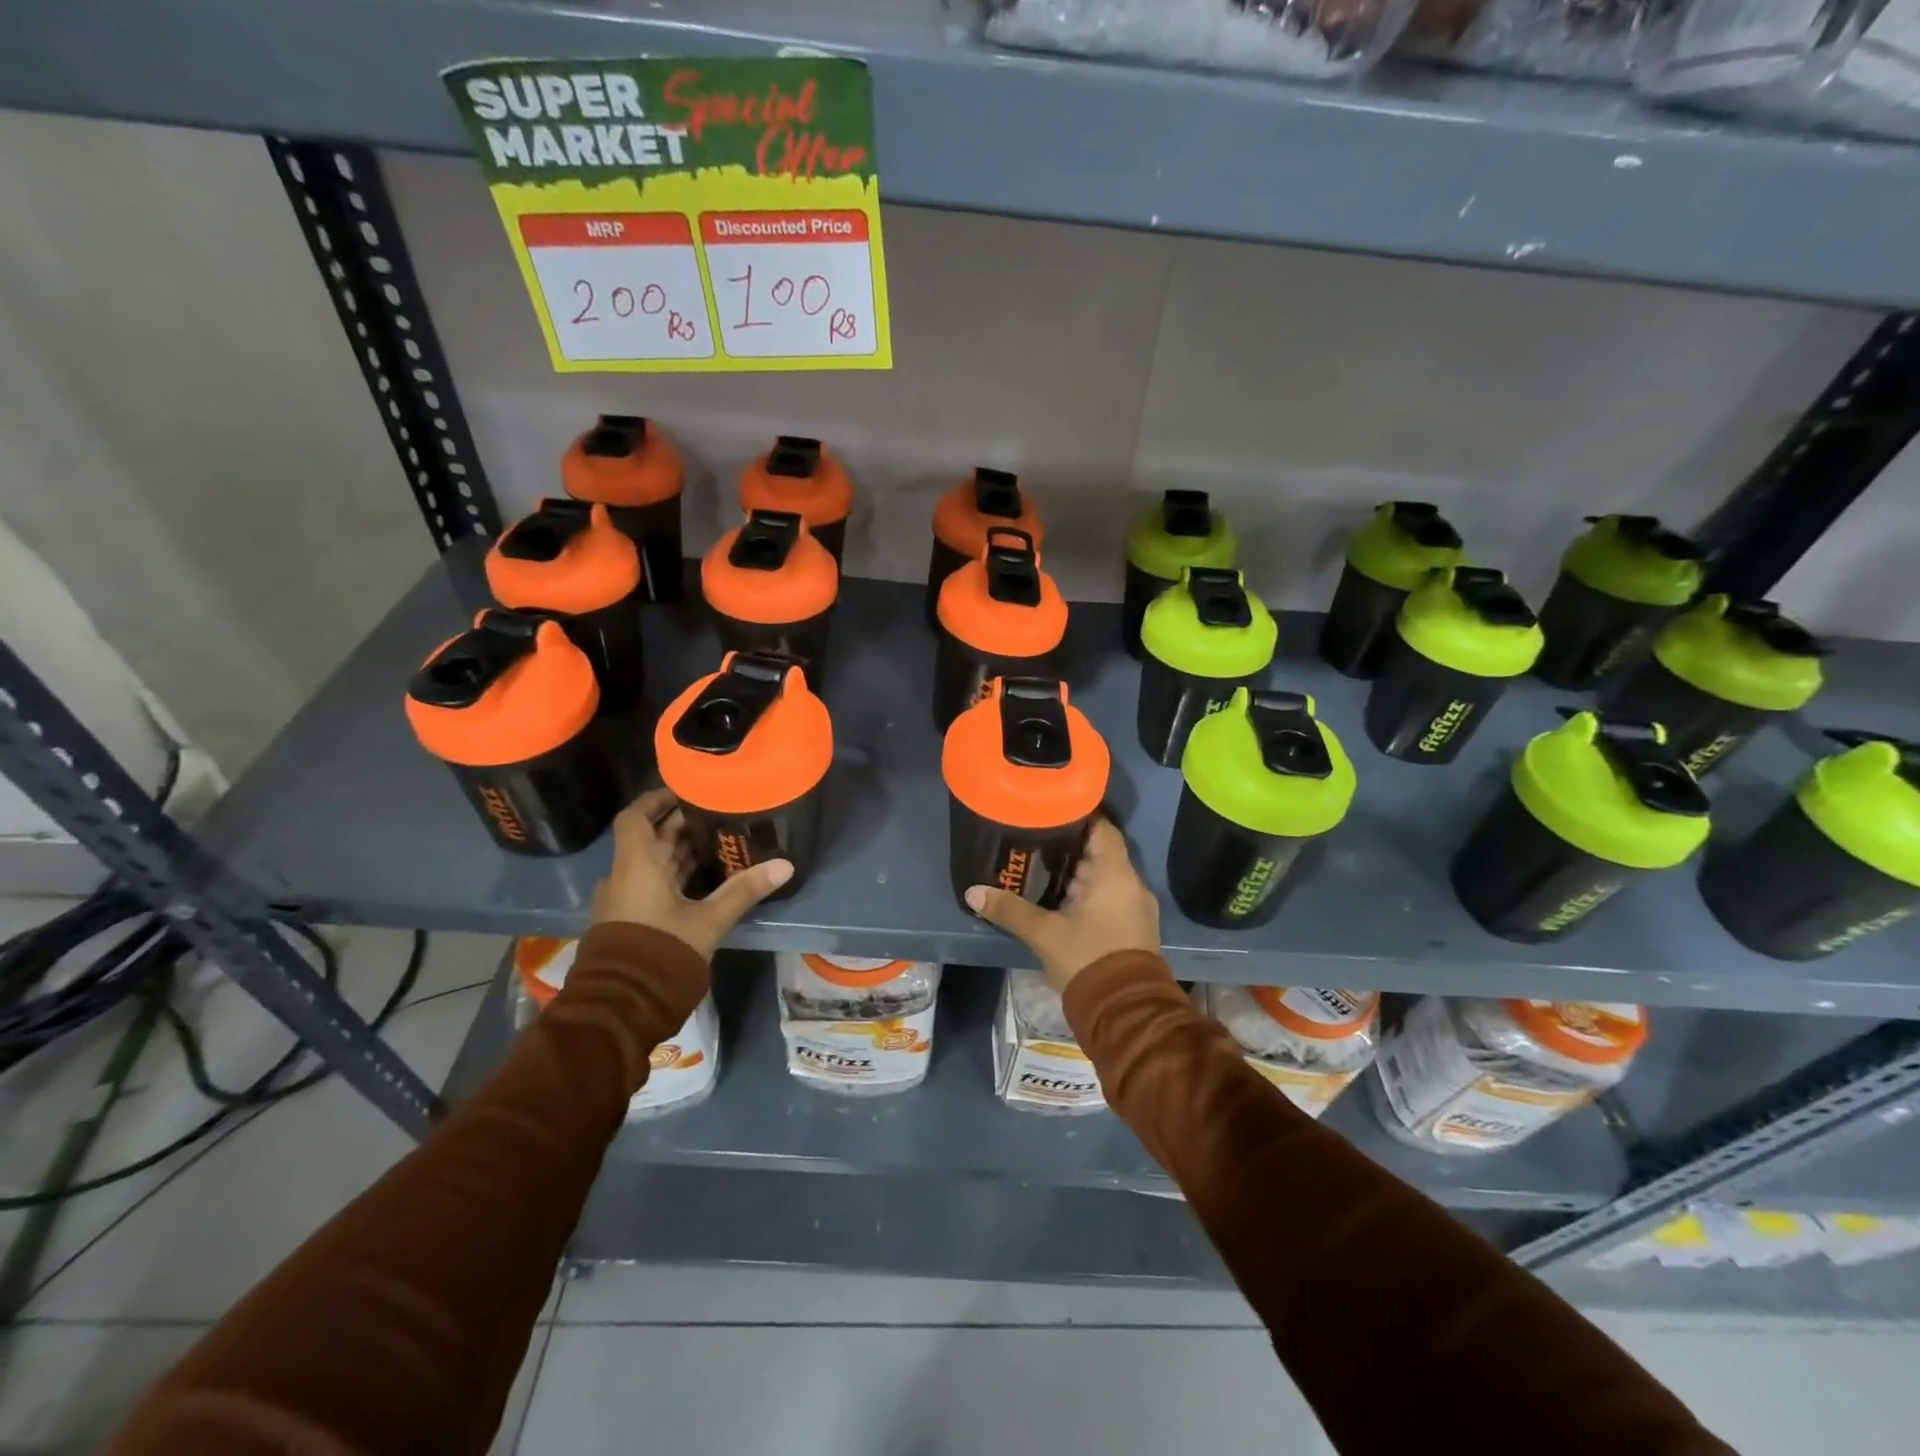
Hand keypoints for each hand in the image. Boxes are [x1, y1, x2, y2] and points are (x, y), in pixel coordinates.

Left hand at [591, 789, 791, 959]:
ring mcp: (623, 900)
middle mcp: (624, 876)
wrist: (624, 1004)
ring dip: (678, 851)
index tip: (684, 790)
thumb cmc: (662, 950)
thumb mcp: (709, 919)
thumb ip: (744, 889)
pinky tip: (703, 878)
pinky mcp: (629, 919)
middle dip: (679, 825)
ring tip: (716, 841)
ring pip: (651, 863)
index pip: (635, 817)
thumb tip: (785, 865)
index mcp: (635, 865)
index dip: (656, 799)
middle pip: (648, 839)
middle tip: (715, 814)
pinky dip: (673, 874)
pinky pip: (651, 884)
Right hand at [964, 817, 1159, 994]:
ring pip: (1106, 877)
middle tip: (1036, 840)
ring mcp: (1137, 907)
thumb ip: (1009, 910)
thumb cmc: (1087, 959)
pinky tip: (1063, 900)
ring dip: (1079, 873)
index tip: (1052, 811)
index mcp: (1115, 874)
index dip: (1079, 816)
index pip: (1102, 828)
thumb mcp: (1043, 934)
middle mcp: (1132, 884)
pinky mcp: (1136, 928)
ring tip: (1043, 867)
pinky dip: (1090, 893)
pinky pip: (1112, 897)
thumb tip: (973, 892)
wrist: (1126, 1012)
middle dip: (1071, 847)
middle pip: (1101, 852)